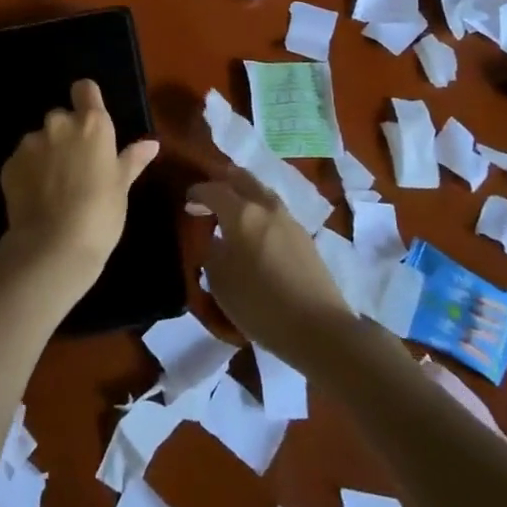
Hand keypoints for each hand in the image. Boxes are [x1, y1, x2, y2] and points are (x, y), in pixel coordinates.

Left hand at [0, 79, 158, 290]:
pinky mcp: (9, 164)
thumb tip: (151, 143)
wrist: (53, 246)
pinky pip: (22, 160)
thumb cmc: (100, 214)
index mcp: (92, 124)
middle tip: (76, 165)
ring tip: (55, 187)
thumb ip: (132, 159)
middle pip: (61, 117)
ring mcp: (30, 143)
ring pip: (40, 139)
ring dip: (46, 154)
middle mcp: (59, 124)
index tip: (90, 119)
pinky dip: (29, 172)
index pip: (85, 88)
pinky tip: (38, 198)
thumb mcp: (122, 186)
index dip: (87, 99)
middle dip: (67, 134)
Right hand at [186, 167, 354, 370]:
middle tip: (209, 195)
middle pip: (242, 178)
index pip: (213, 189)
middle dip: (223, 181)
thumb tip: (214, 240)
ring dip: (243, 193)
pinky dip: (259, 210)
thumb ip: (211, 253)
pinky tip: (255, 230)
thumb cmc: (260, 304)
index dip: (197, 192)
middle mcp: (265, 206)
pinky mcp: (304, 236)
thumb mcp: (220, 281)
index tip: (187, 200)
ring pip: (261, 191)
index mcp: (241, 213)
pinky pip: (274, 210)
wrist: (318, 328)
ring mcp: (288, 219)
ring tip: (231, 211)